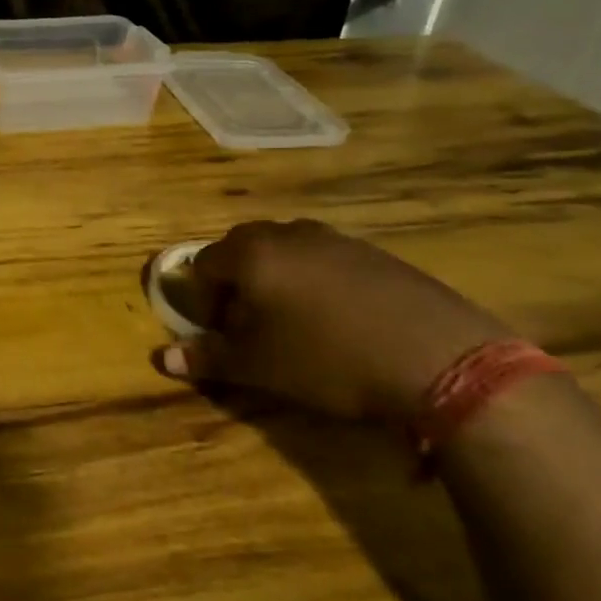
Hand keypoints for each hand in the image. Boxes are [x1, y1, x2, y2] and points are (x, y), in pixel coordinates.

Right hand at [157, 220, 511, 424]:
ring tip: (298, 324)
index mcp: (250, 253)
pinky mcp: (373, 252)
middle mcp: (287, 233)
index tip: (223, 333)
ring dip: (278, 281)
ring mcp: (334, 238)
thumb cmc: (328, 359)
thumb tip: (162, 358)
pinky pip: (326, 259)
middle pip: (242, 250)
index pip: (203, 264)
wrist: (438, 357)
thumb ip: (209, 358)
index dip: (204, 300)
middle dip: (238, 284)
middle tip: (253, 327)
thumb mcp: (261, 366)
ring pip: (286, 252)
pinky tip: (341, 320)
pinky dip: (318, 282)